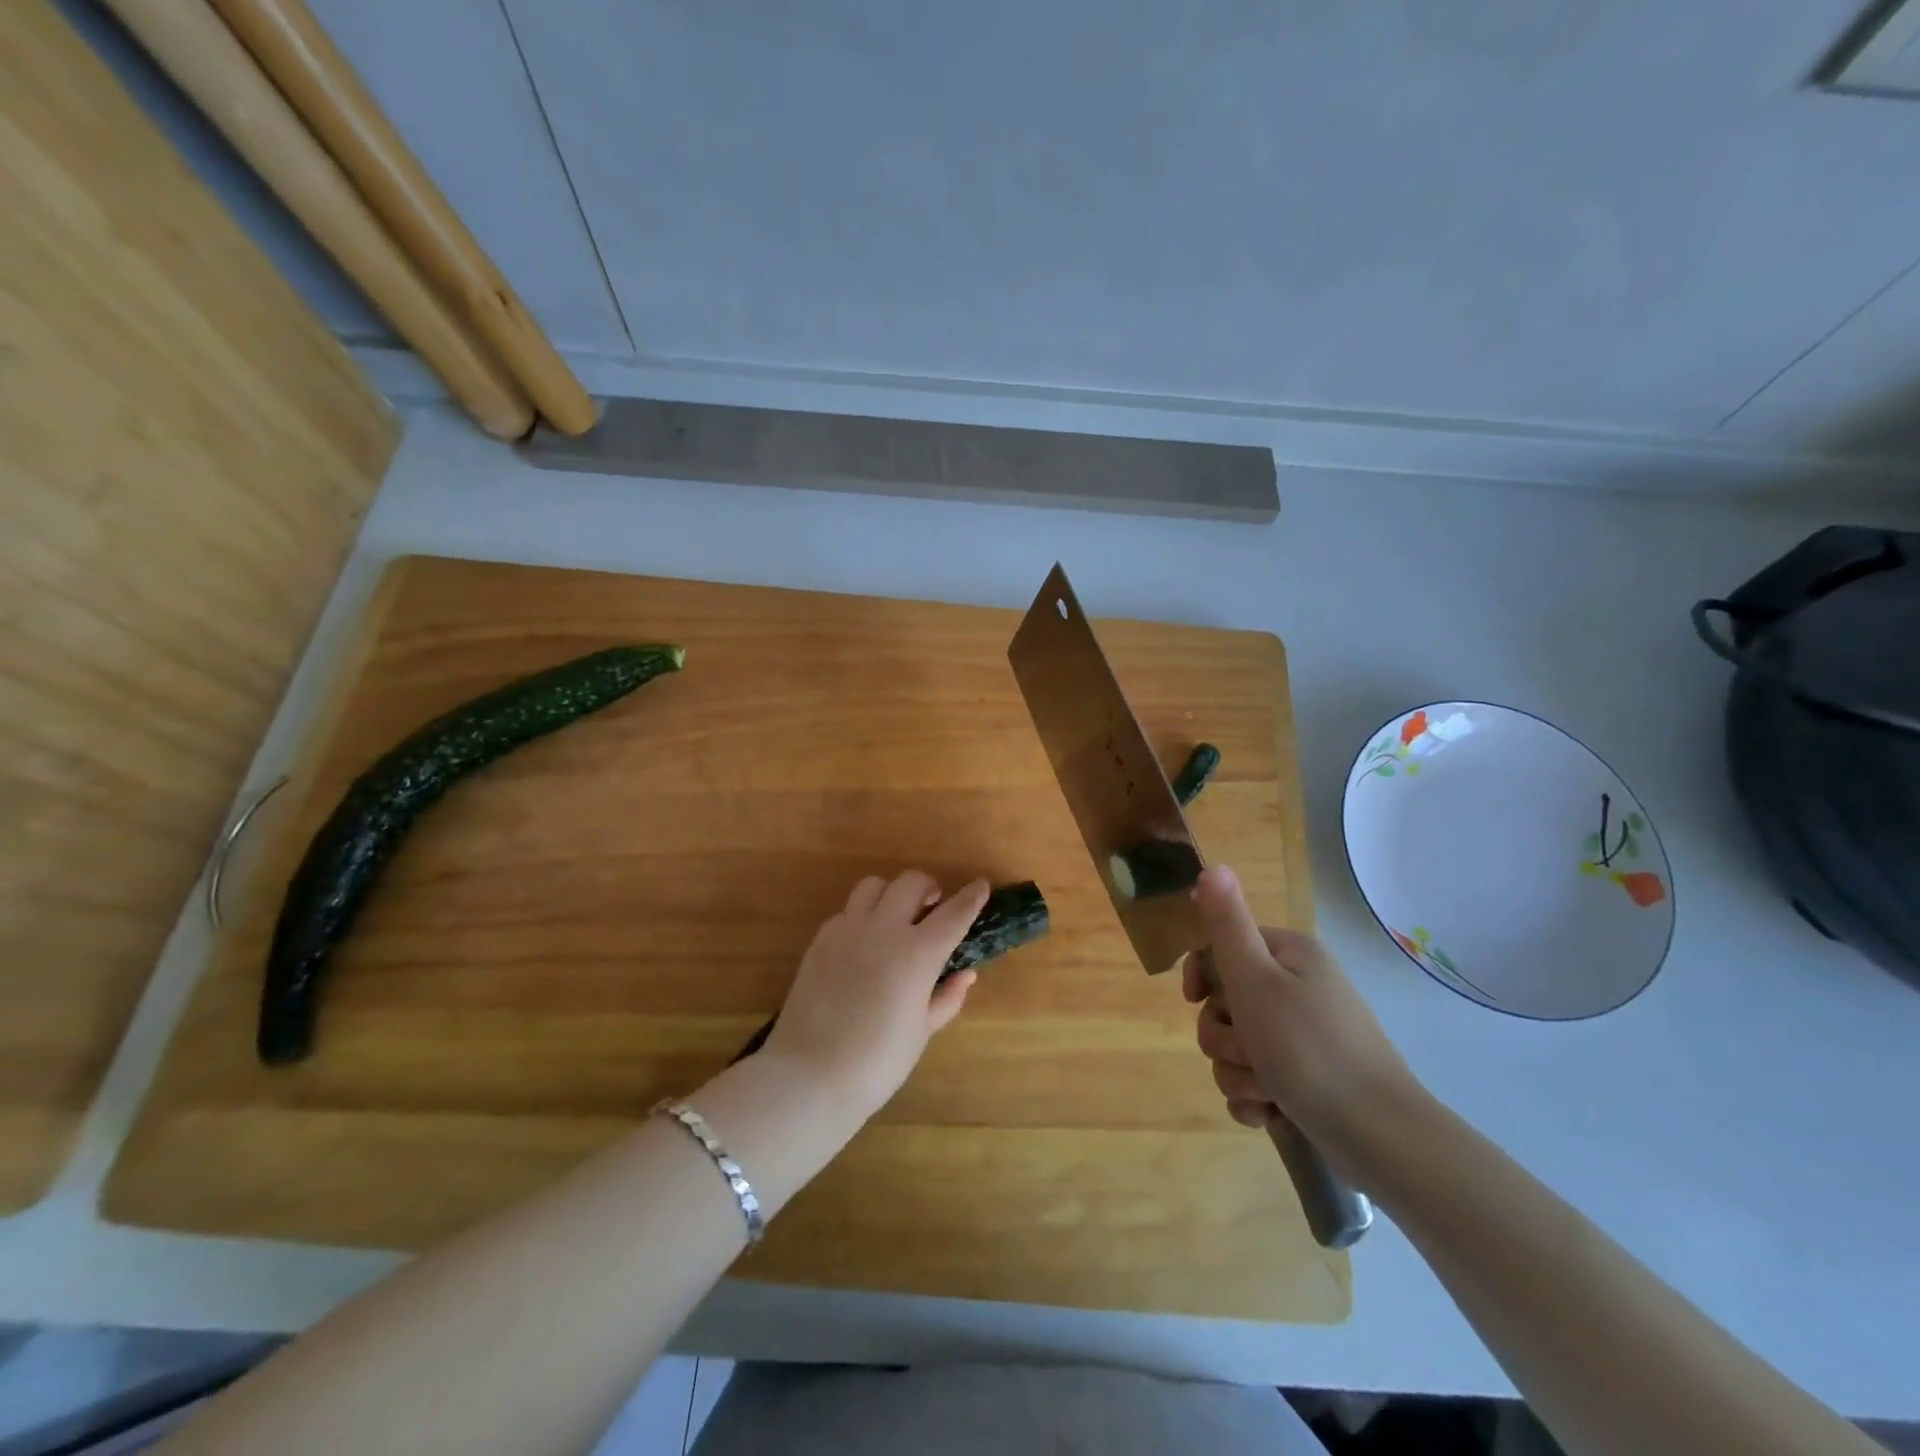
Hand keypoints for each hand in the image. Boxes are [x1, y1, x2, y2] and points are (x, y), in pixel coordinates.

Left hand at [761, 871, 989, 1117]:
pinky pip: (847, 911)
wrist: (810, 1074)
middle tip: (933, 907)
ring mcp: (848, 929)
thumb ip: (946, 997)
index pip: (954, 913)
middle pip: (911, 883)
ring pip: (874, 885)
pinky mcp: (821, 938)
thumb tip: (965, 974)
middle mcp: (884, 929)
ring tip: (896, 915)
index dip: (971, 897)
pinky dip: (863, 916)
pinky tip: (864, 943)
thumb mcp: (922, 1030)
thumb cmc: (878, 1061)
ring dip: (892, 893)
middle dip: (929, 888)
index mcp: (918, 953)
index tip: (981, 886)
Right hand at [1182, 865, 1420, 1154]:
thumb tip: (1211, 866)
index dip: (1201, 975)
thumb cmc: (1310, 1050)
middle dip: (1223, 1037)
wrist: (1380, 1138)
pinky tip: (1270, 1112)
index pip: (1222, 947)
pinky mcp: (1305, 1079)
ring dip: (1238, 1072)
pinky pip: (1254, 1080)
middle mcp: (1297, 989)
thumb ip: (1227, 925)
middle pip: (1224, 1003)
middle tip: (1248, 1052)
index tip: (1196, 999)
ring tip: (1266, 1090)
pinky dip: (1255, 1097)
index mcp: (1289, 956)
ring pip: (1235, 1046)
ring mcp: (1302, 1037)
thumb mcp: (1257, 981)